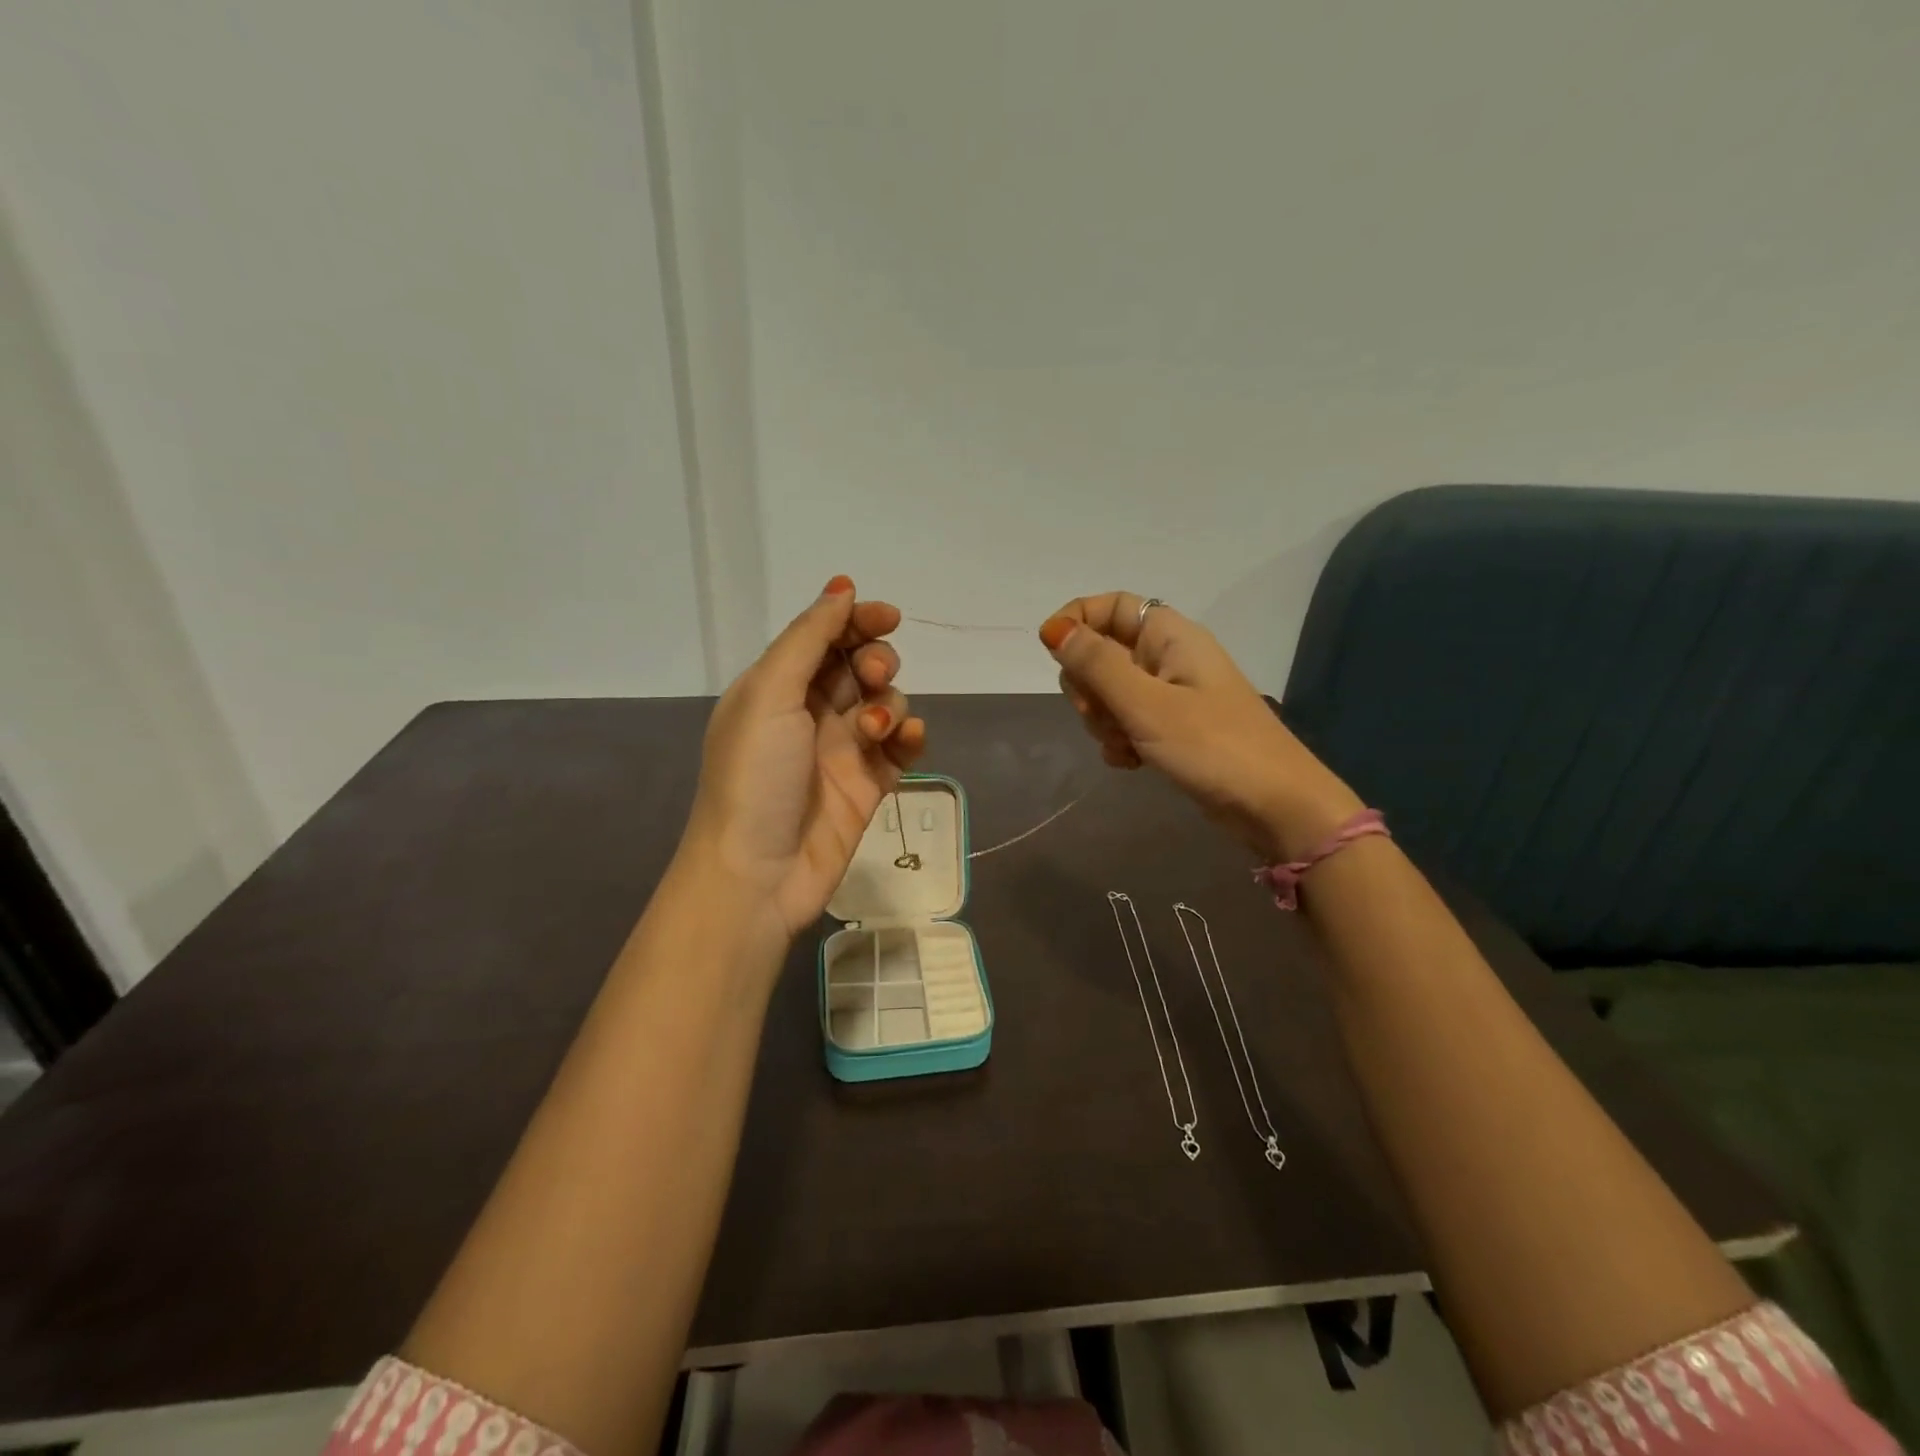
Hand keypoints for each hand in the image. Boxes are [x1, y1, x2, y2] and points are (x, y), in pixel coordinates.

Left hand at [686, 577, 925, 944]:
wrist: (757, 873)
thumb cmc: (754, 776)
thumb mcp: (769, 694)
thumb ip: (808, 638)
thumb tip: (841, 587)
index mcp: (777, 687)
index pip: (825, 638)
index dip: (856, 621)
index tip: (887, 617)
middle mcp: (810, 713)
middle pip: (859, 667)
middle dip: (875, 661)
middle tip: (872, 676)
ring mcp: (842, 751)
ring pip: (886, 703)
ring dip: (890, 704)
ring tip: (873, 730)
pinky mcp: (869, 785)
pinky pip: (900, 748)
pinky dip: (909, 737)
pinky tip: (906, 739)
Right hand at [1038, 592, 1361, 861]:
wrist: (1275, 806)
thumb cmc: (1212, 746)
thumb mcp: (1145, 703)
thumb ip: (1096, 665)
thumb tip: (1054, 629)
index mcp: (1169, 637)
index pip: (1111, 605)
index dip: (1077, 620)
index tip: (1052, 651)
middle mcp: (1169, 658)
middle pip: (1103, 653)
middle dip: (1089, 686)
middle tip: (1102, 715)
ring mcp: (1172, 695)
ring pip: (1111, 693)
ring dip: (1104, 720)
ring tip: (1126, 745)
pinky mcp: (1173, 729)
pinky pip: (1128, 722)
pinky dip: (1121, 741)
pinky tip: (1132, 763)